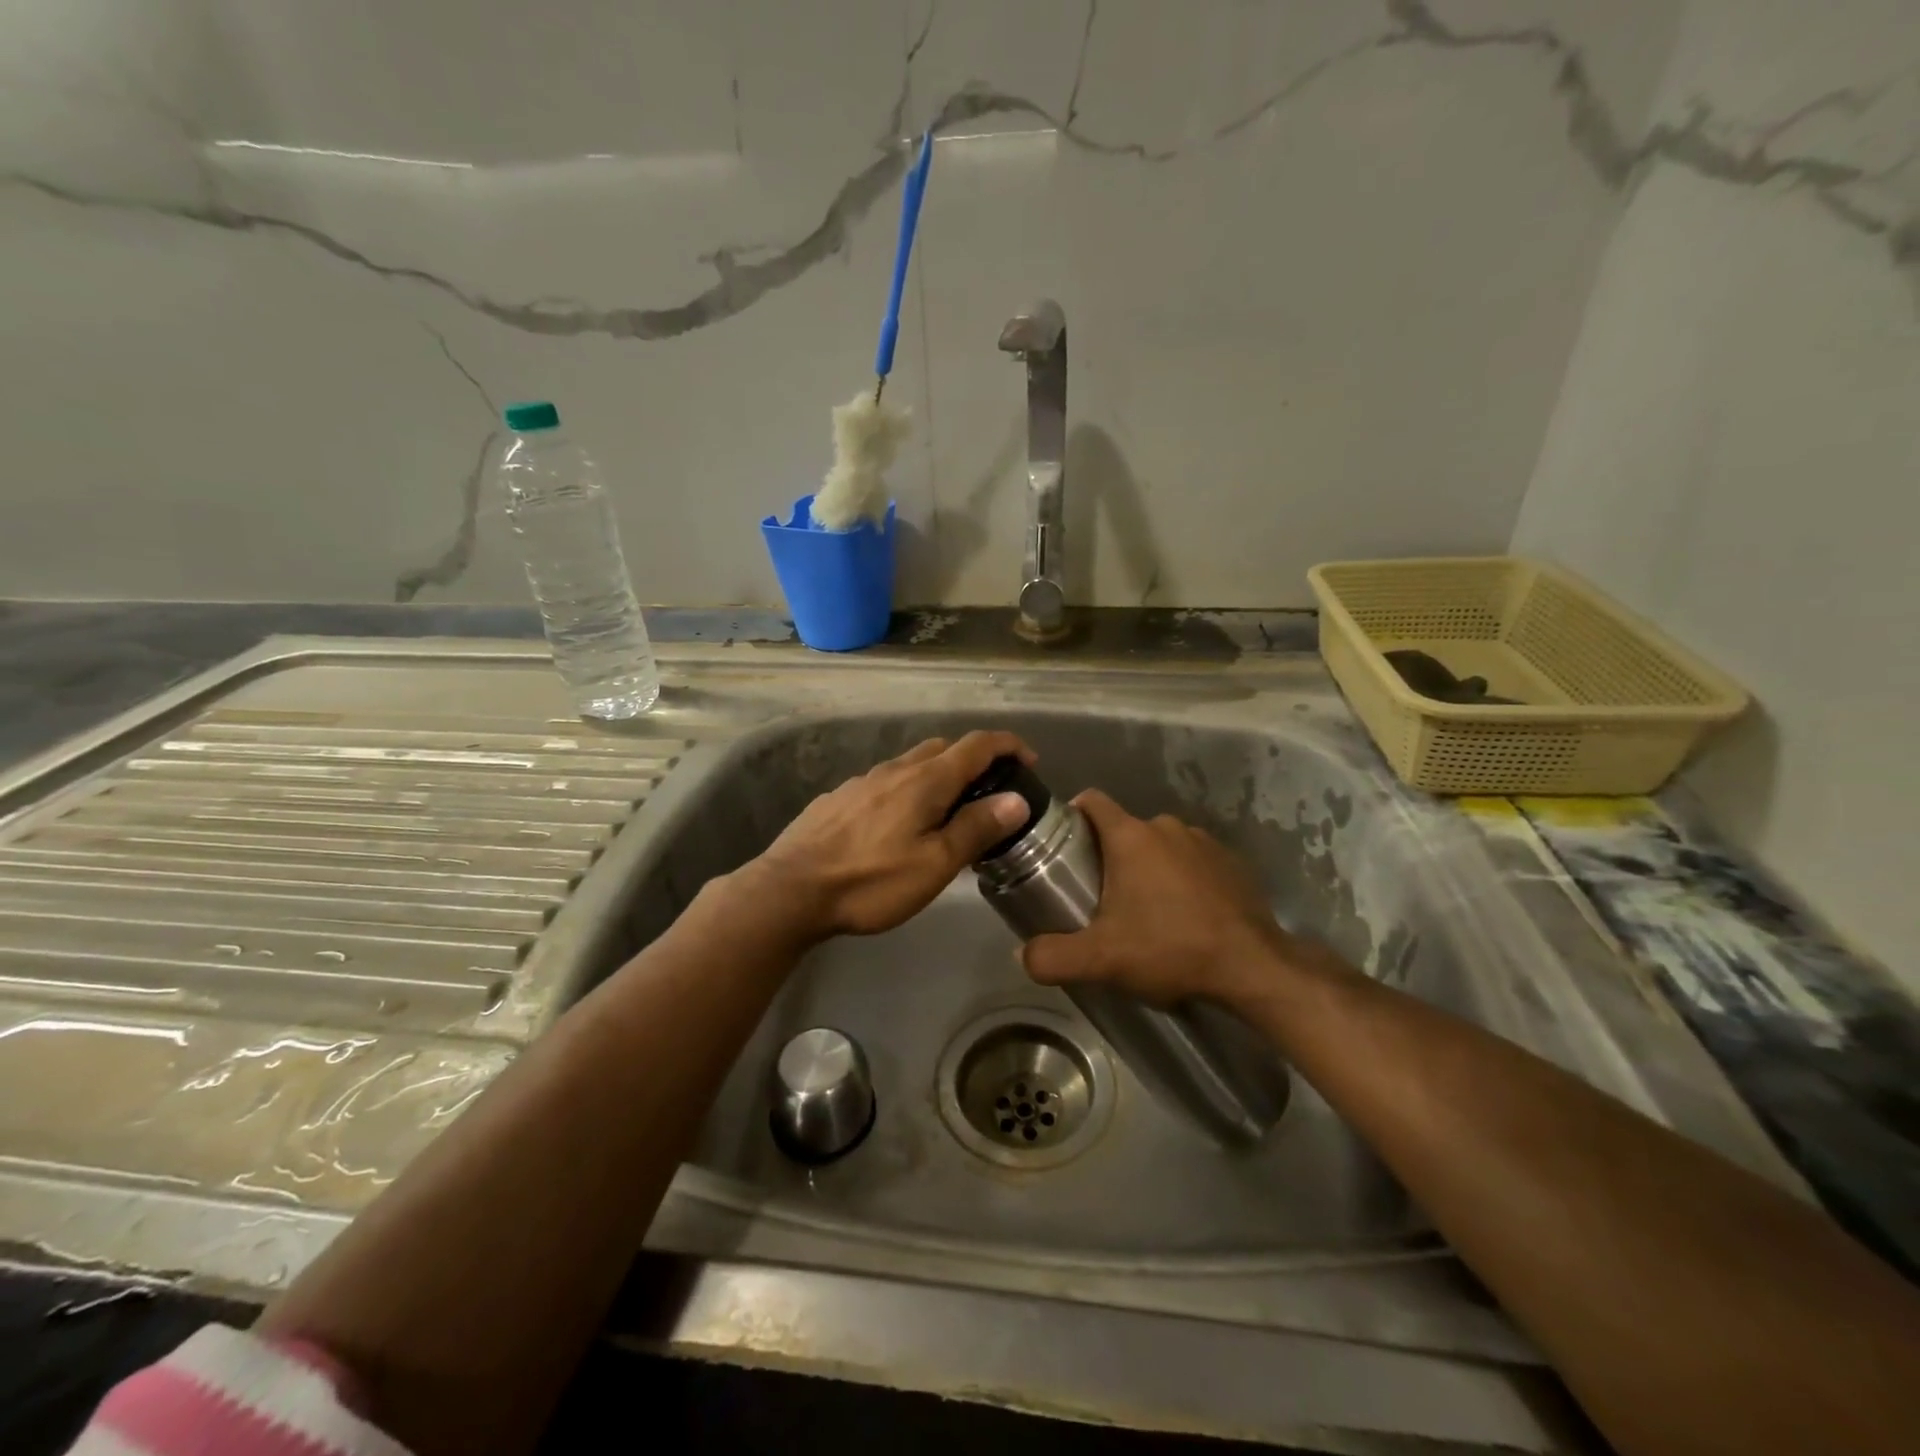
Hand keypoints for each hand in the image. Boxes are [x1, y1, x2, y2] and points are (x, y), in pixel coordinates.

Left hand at [745, 730, 1034, 940]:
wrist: (791, 890)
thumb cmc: (871, 881)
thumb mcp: (934, 864)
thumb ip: (976, 828)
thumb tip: (1016, 799)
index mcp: (926, 780)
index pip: (977, 745)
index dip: (1008, 746)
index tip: (1029, 760)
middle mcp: (895, 769)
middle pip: (944, 748)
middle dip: (974, 760)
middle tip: (990, 793)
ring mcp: (862, 781)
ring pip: (911, 765)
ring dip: (938, 776)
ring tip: (946, 813)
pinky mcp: (839, 798)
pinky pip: (885, 783)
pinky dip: (907, 791)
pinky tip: (898, 825)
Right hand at [1021, 789, 1302, 1006]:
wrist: (1253, 967)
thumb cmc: (1170, 949)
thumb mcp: (1101, 960)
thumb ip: (1052, 956)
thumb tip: (1022, 955)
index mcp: (1131, 836)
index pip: (1091, 801)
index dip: (1072, 815)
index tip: (1064, 844)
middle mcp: (1166, 826)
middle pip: (1124, 829)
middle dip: (1109, 855)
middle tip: (1100, 896)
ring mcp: (1203, 841)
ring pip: (1160, 845)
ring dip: (1148, 867)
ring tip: (1145, 910)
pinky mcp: (1231, 862)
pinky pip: (1192, 860)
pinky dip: (1182, 878)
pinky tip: (1185, 915)